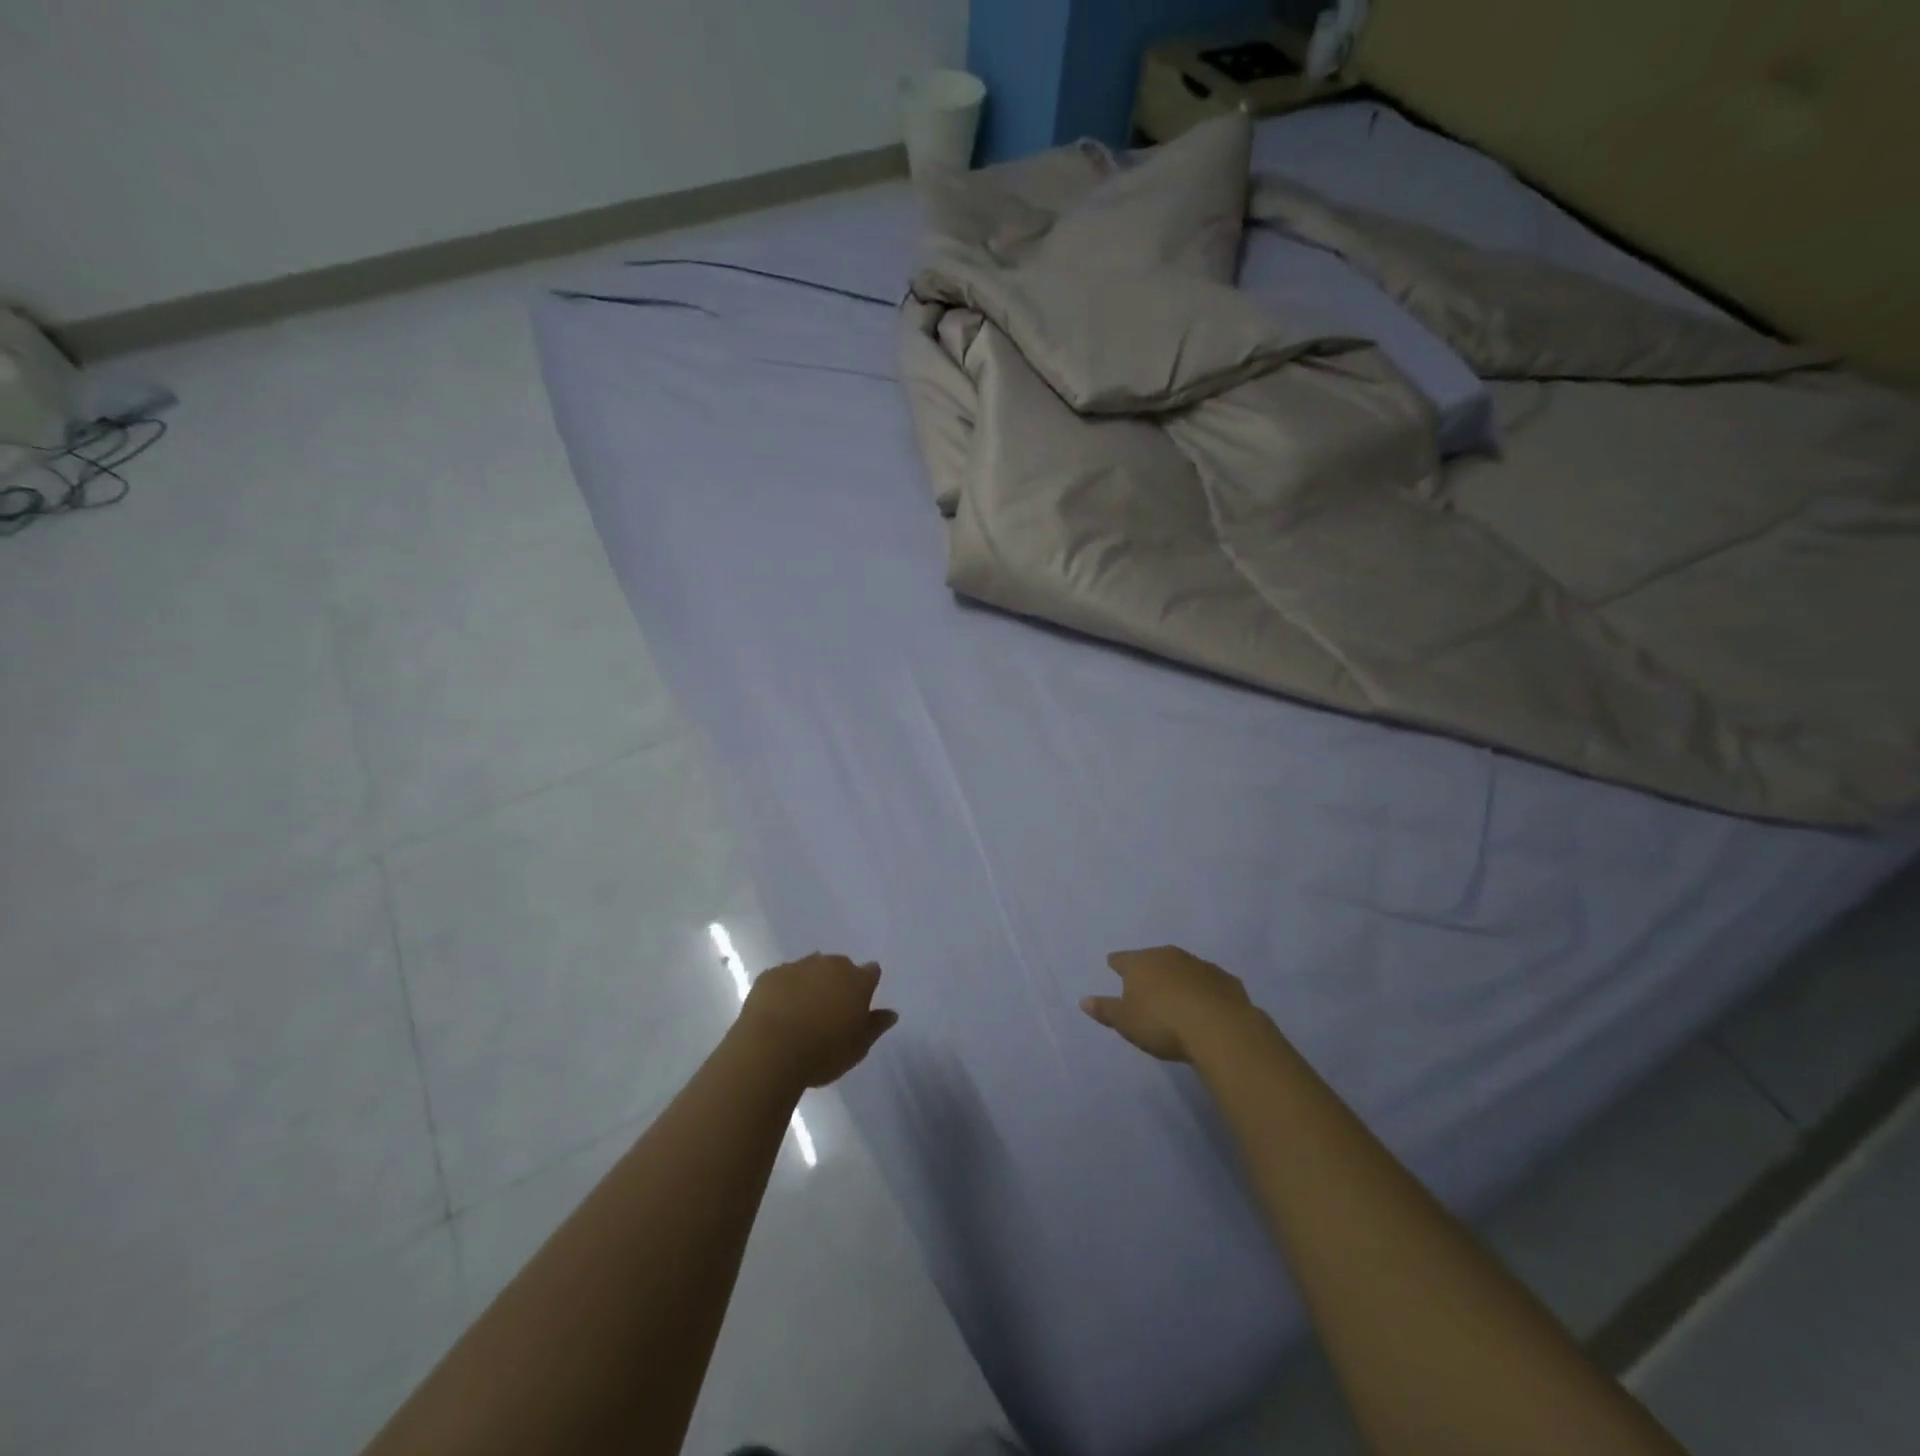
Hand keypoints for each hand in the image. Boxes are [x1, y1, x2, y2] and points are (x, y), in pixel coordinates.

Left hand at [739, 954, 898, 1087]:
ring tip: (801, 1013)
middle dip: (837, 983)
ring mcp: (798, 966)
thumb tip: (891, 1013)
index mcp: (857, 981)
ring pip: (810, 969)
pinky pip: (783, 978)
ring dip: (810, 984)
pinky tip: (778, 1013)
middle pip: (840, 967)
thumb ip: (876, 1027)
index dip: (866, 986)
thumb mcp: (858, 1048)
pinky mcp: (770, 974)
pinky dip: (784, 990)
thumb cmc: (822, 1053)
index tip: (859, 1004)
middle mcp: (830, 965)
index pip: (871, 972)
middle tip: (829, 1012)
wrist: (769, 1050)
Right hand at [1081, 946, 1255, 1062]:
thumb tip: (1083, 1000)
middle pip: (1153, 959)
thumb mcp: (1126, 1022)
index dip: (1116, 964)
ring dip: (1178, 978)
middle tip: (1146, 983)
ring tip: (1176, 995)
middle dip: (1149, 969)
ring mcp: (1199, 965)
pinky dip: (1204, 990)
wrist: (1219, 1027)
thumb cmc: (1162, 1023)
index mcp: (1140, 963)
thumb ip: (1105, 1010)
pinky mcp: (1226, 980)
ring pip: (1182, 967)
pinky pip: (1209, 982)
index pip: (1122, 959)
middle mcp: (1168, 956)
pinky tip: (1206, 1004)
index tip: (1113, 965)